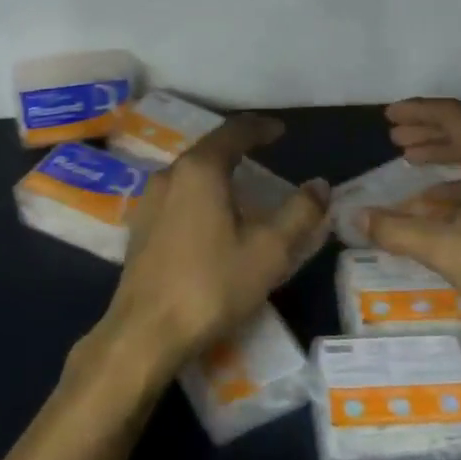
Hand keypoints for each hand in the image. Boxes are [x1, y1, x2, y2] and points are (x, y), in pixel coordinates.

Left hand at [77, 115, 328, 402]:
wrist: (146, 332)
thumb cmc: (212, 285)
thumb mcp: (269, 250)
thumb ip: (300, 212)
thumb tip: (320, 186)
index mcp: (200, 170)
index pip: (234, 131)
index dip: (261, 127)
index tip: (281, 131)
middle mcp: (169, 175)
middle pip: (209, 149)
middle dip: (239, 149)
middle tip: (266, 157)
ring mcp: (149, 202)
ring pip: (190, 174)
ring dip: (218, 174)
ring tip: (243, 189)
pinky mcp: (140, 228)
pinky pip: (178, 197)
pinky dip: (201, 195)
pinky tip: (212, 219)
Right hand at [363, 98, 460, 352]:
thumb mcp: (446, 250)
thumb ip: (398, 231)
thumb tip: (358, 217)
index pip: (453, 117)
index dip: (418, 111)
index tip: (388, 117)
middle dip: (427, 134)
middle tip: (395, 139)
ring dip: (440, 163)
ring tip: (409, 170)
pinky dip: (453, 193)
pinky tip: (433, 213)